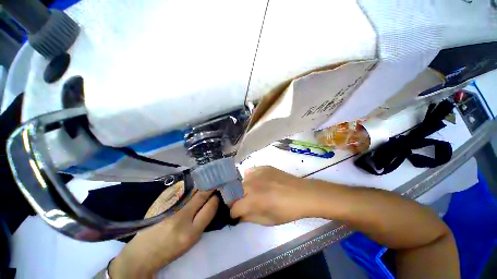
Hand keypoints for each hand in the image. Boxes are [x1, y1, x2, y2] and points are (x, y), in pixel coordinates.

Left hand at [110, 189, 218, 277]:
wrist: (142, 253)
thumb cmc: (171, 249)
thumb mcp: (192, 240)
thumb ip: (203, 220)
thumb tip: (213, 200)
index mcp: (191, 233)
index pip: (210, 207)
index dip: (216, 197)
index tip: (220, 190)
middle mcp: (181, 218)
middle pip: (201, 194)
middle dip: (211, 186)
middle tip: (216, 179)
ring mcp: (169, 208)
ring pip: (192, 189)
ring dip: (201, 183)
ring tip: (207, 178)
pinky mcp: (161, 202)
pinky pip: (180, 188)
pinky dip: (189, 184)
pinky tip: (192, 181)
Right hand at [230, 166, 319, 225]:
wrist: (301, 194)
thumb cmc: (286, 211)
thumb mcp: (267, 220)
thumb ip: (249, 218)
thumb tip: (239, 216)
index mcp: (252, 201)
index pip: (233, 208)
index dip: (234, 214)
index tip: (237, 216)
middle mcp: (250, 185)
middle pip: (234, 193)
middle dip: (236, 201)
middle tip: (245, 204)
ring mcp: (256, 174)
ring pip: (241, 182)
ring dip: (243, 189)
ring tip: (253, 192)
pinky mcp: (262, 167)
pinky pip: (250, 172)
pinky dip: (250, 178)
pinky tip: (258, 182)